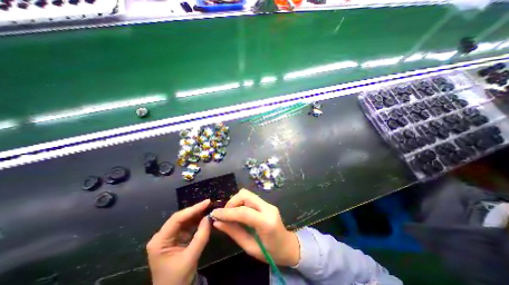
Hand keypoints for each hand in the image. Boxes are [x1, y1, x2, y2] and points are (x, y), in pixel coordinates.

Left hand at [147, 199, 211, 283]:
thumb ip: (201, 236)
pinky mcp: (177, 237)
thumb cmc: (178, 279)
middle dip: (196, 210)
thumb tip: (209, 217)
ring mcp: (169, 236)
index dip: (193, 209)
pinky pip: (188, 225)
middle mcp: (162, 235)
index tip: (207, 202)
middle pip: (180, 217)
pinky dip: (197, 221)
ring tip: (209, 208)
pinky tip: (205, 216)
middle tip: (210, 203)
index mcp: (159, 241)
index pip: (177, 219)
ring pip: (185, 220)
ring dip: (197, 214)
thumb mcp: (191, 258)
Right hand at [210, 189, 299, 266]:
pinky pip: (250, 198)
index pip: (244, 212)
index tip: (214, 214)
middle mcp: (268, 208)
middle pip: (246, 195)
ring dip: (236, 201)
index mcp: (266, 222)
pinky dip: (241, 203)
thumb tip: (217, 222)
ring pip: (247, 194)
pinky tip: (238, 212)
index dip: (227, 212)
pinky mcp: (266, 203)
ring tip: (230, 214)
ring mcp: (268, 204)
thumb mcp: (250, 247)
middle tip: (224, 214)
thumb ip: (234, 232)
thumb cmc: (270, 252)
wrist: (288, 246)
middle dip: (232, 202)